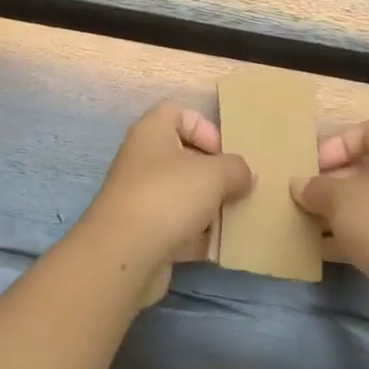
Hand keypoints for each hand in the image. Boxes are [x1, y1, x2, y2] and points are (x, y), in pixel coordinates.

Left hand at [76, 100, 252, 308]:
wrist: (125, 256)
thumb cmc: (168, 197)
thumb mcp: (214, 174)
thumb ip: (236, 168)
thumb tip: (243, 175)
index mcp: (151, 133)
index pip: (176, 112)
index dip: (204, 127)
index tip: (224, 152)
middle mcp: (142, 161)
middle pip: (183, 156)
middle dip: (213, 172)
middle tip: (237, 187)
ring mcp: (141, 199)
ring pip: (182, 195)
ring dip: (209, 206)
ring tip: (235, 217)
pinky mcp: (144, 234)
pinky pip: (177, 228)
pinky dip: (198, 236)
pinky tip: (220, 246)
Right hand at [292, 120, 368, 298]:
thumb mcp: (339, 197)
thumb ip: (315, 187)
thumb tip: (299, 185)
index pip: (367, 131)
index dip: (338, 143)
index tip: (314, 164)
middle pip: (363, 170)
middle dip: (330, 182)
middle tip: (302, 195)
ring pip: (363, 205)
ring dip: (334, 213)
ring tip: (302, 222)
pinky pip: (368, 234)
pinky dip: (344, 239)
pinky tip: (318, 250)